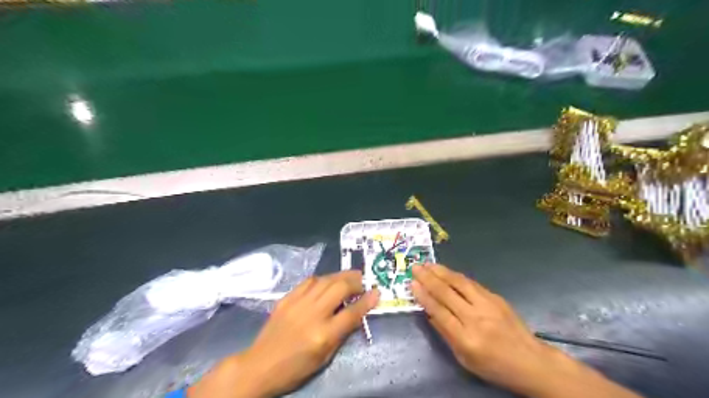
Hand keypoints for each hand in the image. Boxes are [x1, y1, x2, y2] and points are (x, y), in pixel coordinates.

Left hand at [186, 271, 378, 396]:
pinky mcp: (287, 298)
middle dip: (355, 281)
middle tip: (363, 282)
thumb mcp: (325, 357)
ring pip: (325, 280)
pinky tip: (327, 281)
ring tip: (350, 277)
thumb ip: (342, 333)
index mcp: (323, 335)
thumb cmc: (296, 368)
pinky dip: (322, 279)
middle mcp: (312, 314)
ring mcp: (298, 303)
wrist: (260, 366)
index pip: (352, 312)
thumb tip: (357, 313)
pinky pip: (309, 281)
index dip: (367, 300)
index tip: (377, 292)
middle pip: (339, 288)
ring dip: (341, 276)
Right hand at [411, 265, 642, 397]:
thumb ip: (445, 334)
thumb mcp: (464, 359)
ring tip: (427, 264)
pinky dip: (456, 276)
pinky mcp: (496, 298)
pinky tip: (447, 271)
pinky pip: (471, 283)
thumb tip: (429, 312)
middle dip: (428, 278)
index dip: (424, 296)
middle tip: (415, 267)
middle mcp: (476, 318)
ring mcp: (488, 305)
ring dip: (441, 272)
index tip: (412, 283)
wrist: (530, 361)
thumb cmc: (493, 365)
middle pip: (447, 293)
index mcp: (466, 338)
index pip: (439, 311)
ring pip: (459, 283)